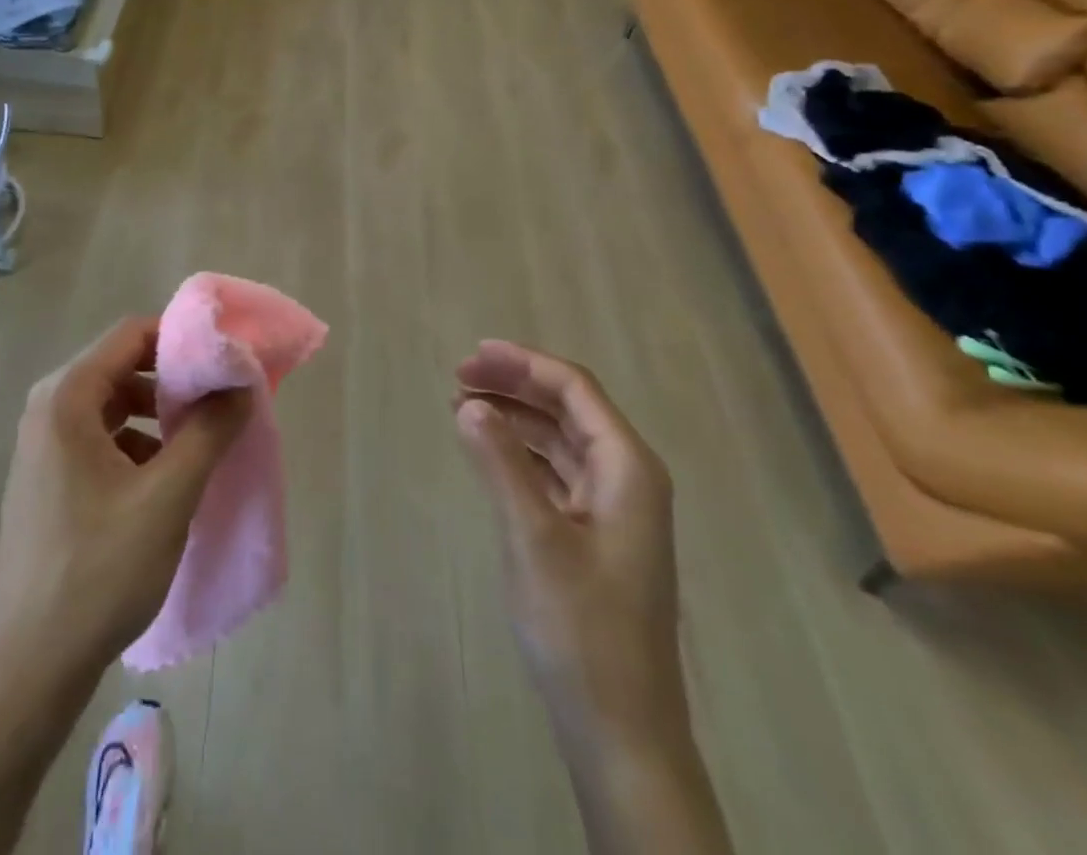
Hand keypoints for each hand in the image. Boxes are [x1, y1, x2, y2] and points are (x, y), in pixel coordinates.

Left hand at [0, 318, 253, 685]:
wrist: (26, 670)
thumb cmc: (97, 572)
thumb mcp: (168, 496)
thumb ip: (210, 430)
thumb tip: (243, 383)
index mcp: (66, 397)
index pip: (132, 334)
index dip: (183, 339)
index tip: (226, 361)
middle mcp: (49, 409)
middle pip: (123, 366)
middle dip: (176, 378)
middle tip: (222, 400)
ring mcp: (45, 447)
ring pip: (116, 404)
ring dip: (161, 413)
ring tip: (202, 440)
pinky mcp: (50, 480)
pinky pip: (103, 438)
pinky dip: (140, 443)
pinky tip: (168, 479)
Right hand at [454, 340, 682, 744]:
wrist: (621, 732)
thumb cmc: (582, 629)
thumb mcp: (534, 537)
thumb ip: (501, 463)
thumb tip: (468, 404)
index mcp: (628, 467)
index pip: (575, 388)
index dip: (523, 363)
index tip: (472, 354)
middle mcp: (628, 476)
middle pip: (569, 407)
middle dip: (515, 385)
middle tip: (458, 378)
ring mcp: (614, 507)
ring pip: (561, 438)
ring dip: (516, 416)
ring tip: (463, 407)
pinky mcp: (596, 534)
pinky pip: (557, 471)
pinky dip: (522, 452)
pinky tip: (489, 451)